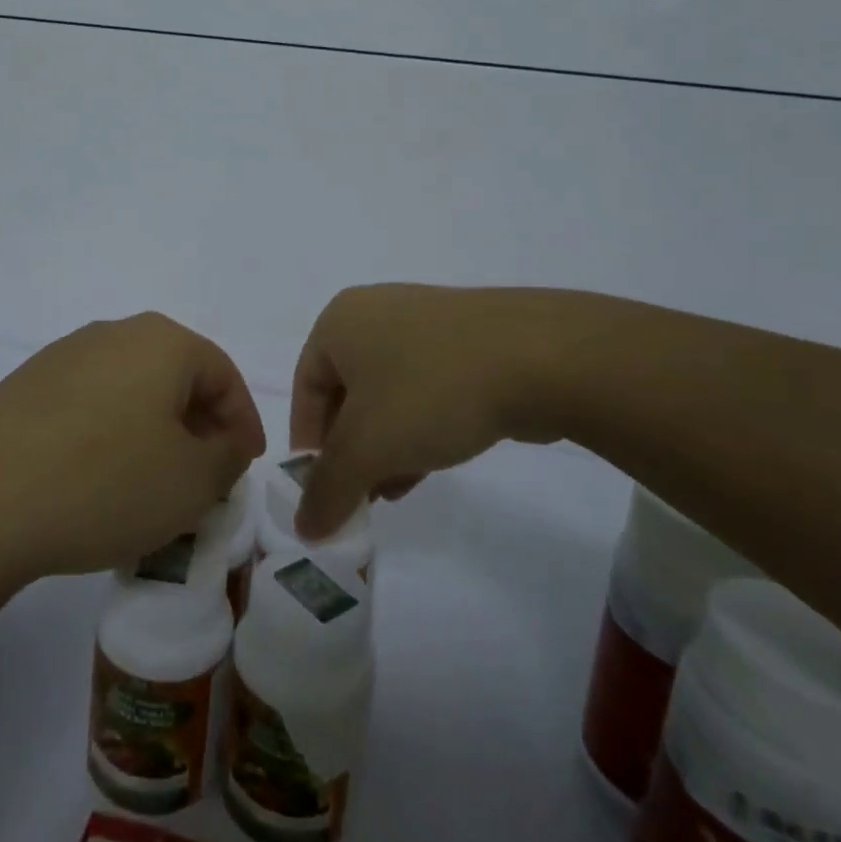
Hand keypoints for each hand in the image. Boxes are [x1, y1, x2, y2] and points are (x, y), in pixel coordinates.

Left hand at [0, 312, 265, 580]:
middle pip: (175, 377)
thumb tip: (224, 444)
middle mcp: (115, 334)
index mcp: (162, 342)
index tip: (246, 465)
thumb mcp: (191, 482)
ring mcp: (64, 356)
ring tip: (153, 485)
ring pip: (131, 391)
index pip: (223, 374)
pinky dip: (109, 437)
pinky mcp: (26, 386)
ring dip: (153, 433)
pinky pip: (89, 406)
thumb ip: (226, 458)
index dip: (243, 421)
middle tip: (205, 478)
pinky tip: (98, 482)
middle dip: (198, 427)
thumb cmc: (104, 482)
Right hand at [291, 284, 584, 537]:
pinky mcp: (463, 340)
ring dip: (382, 446)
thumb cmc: (431, 391)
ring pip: (387, 394)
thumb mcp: (368, 448)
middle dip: (348, 450)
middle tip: (357, 497)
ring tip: (390, 492)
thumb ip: (327, 489)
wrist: (537, 358)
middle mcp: (374, 313)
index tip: (321, 492)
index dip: (308, 445)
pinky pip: (424, 388)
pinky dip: (416, 427)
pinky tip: (427, 466)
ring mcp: (423, 322)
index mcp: (339, 322)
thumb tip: (303, 528)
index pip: (304, 389)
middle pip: (345, 393)